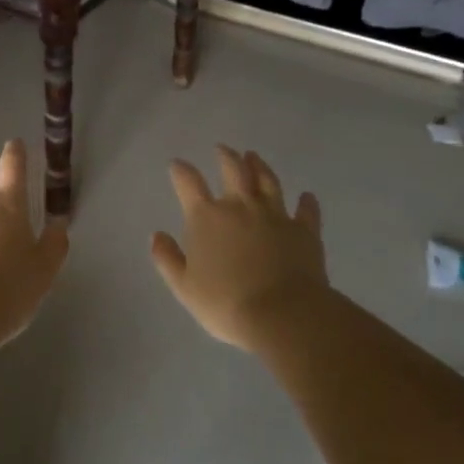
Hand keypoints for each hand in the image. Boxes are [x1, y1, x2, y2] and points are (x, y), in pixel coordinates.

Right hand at [150, 146, 328, 349]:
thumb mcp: (184, 287)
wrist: (282, 314)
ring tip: (254, 157)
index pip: (189, 183)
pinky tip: (306, 196)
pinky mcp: (304, 231)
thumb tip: (157, 235)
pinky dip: (306, 202)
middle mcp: (240, 206)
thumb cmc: (226, 303)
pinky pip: (306, 211)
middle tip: (222, 149)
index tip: (177, 164)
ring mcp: (275, 215)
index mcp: (207, 217)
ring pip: (267, 181)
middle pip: (233, 170)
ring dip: (259, 166)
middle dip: (226, 157)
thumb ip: (167, 258)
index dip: (181, 171)